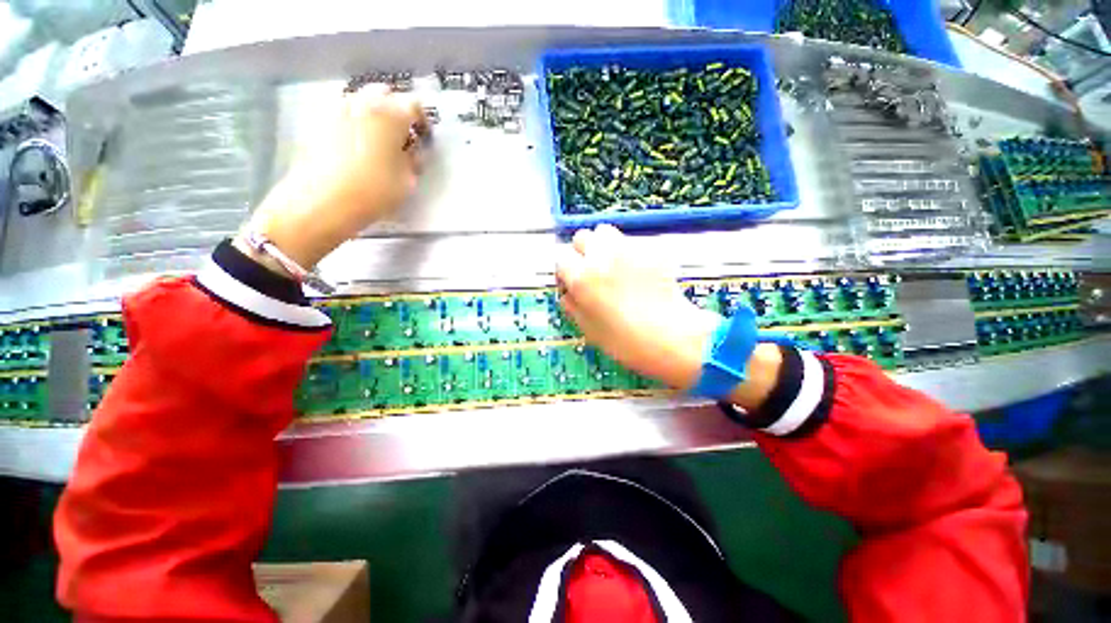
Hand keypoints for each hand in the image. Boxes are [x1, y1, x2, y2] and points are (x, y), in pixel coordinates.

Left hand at [237, 85, 428, 269]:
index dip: (423, 120)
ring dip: (374, 114)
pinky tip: (358, 145)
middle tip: (403, 135)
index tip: (424, 137)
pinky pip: (344, 113)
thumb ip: (412, 160)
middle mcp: (362, 103)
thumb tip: (411, 151)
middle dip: (397, 110)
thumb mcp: (407, 181)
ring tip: (380, 140)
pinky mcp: (319, 122)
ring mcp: (337, 110)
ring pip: (361, 101)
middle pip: (384, 94)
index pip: (413, 105)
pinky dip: (356, 122)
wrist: (322, 201)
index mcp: (390, 115)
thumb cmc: (373, 191)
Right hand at [555, 224, 719, 390]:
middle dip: (583, 251)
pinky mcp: (650, 248)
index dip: (566, 270)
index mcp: (582, 278)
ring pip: (605, 231)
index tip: (572, 281)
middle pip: (582, 236)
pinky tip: (638, 271)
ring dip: (603, 245)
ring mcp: (628, 249)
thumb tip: (567, 290)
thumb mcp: (588, 329)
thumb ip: (571, 305)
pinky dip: (628, 251)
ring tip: (613, 265)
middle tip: (593, 270)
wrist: (672, 337)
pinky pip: (630, 241)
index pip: (561, 257)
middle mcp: (601, 256)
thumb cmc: (626, 341)